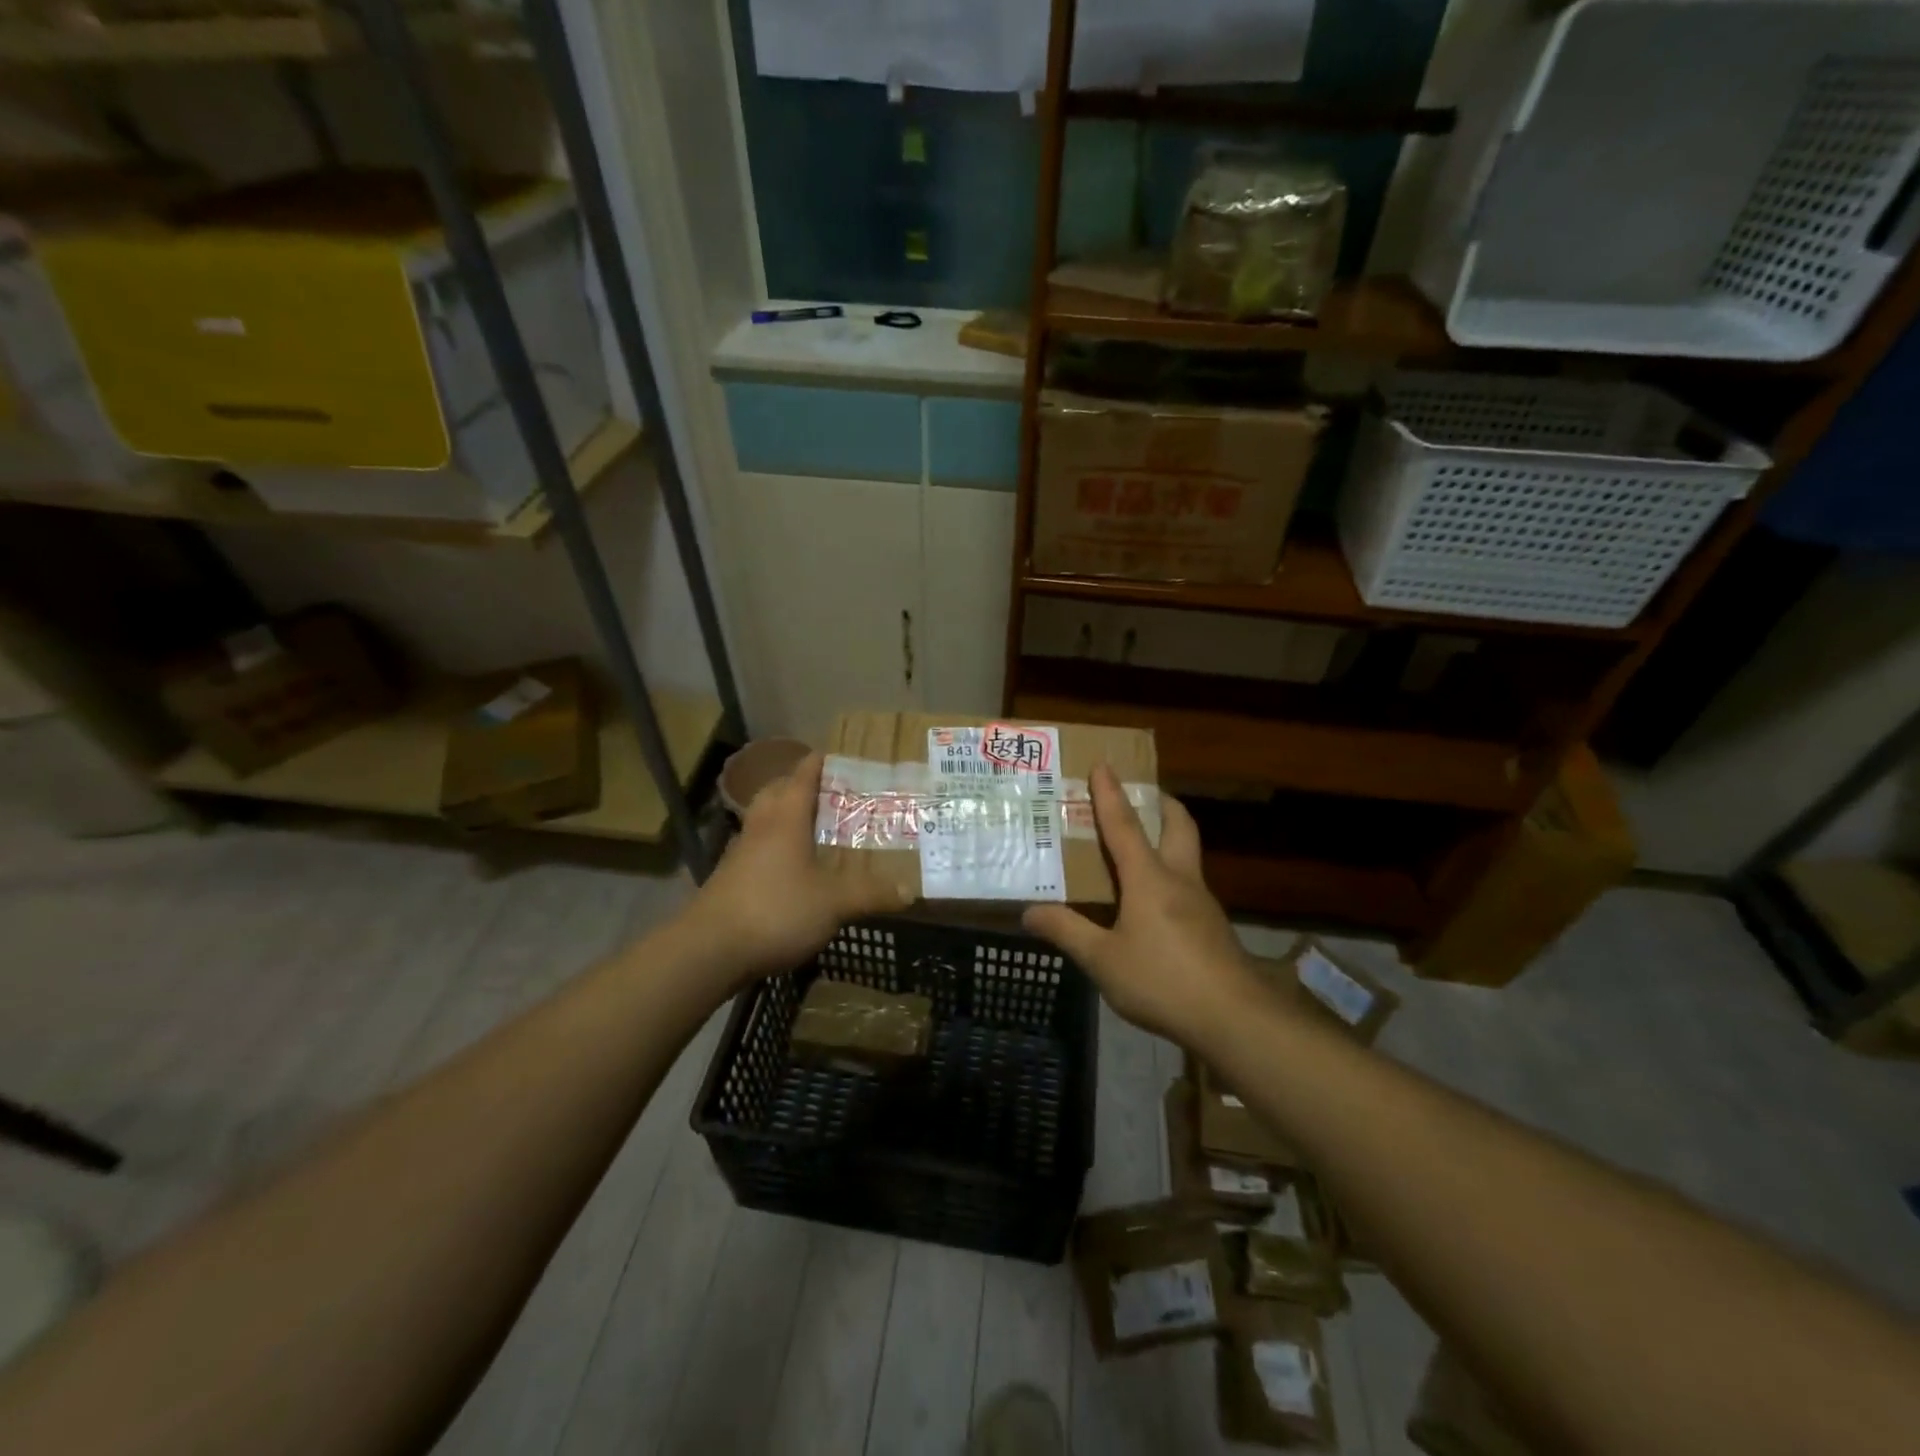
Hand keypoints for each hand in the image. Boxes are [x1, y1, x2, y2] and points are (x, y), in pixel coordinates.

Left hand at [683, 750, 911, 985]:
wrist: (709, 950)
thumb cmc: (775, 910)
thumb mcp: (833, 903)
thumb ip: (871, 893)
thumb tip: (910, 891)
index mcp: (786, 817)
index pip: (803, 774)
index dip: (823, 761)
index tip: (844, 756)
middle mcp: (761, 826)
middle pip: (778, 791)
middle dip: (802, 786)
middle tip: (834, 793)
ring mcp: (740, 852)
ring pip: (765, 820)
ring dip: (787, 816)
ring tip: (817, 828)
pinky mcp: (730, 878)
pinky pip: (758, 848)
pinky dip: (777, 847)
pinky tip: (794, 869)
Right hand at [1023, 764, 1263, 1049]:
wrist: (1234, 1018)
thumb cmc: (1162, 980)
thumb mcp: (1103, 960)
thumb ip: (1067, 932)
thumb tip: (1028, 913)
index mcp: (1149, 878)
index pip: (1124, 825)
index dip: (1110, 794)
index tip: (1103, 765)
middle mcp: (1179, 879)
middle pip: (1178, 825)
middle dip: (1161, 803)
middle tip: (1141, 795)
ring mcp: (1202, 903)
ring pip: (1187, 855)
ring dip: (1168, 838)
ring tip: (1140, 848)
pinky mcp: (1213, 927)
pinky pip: (1188, 885)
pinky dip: (1170, 875)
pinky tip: (1153, 904)